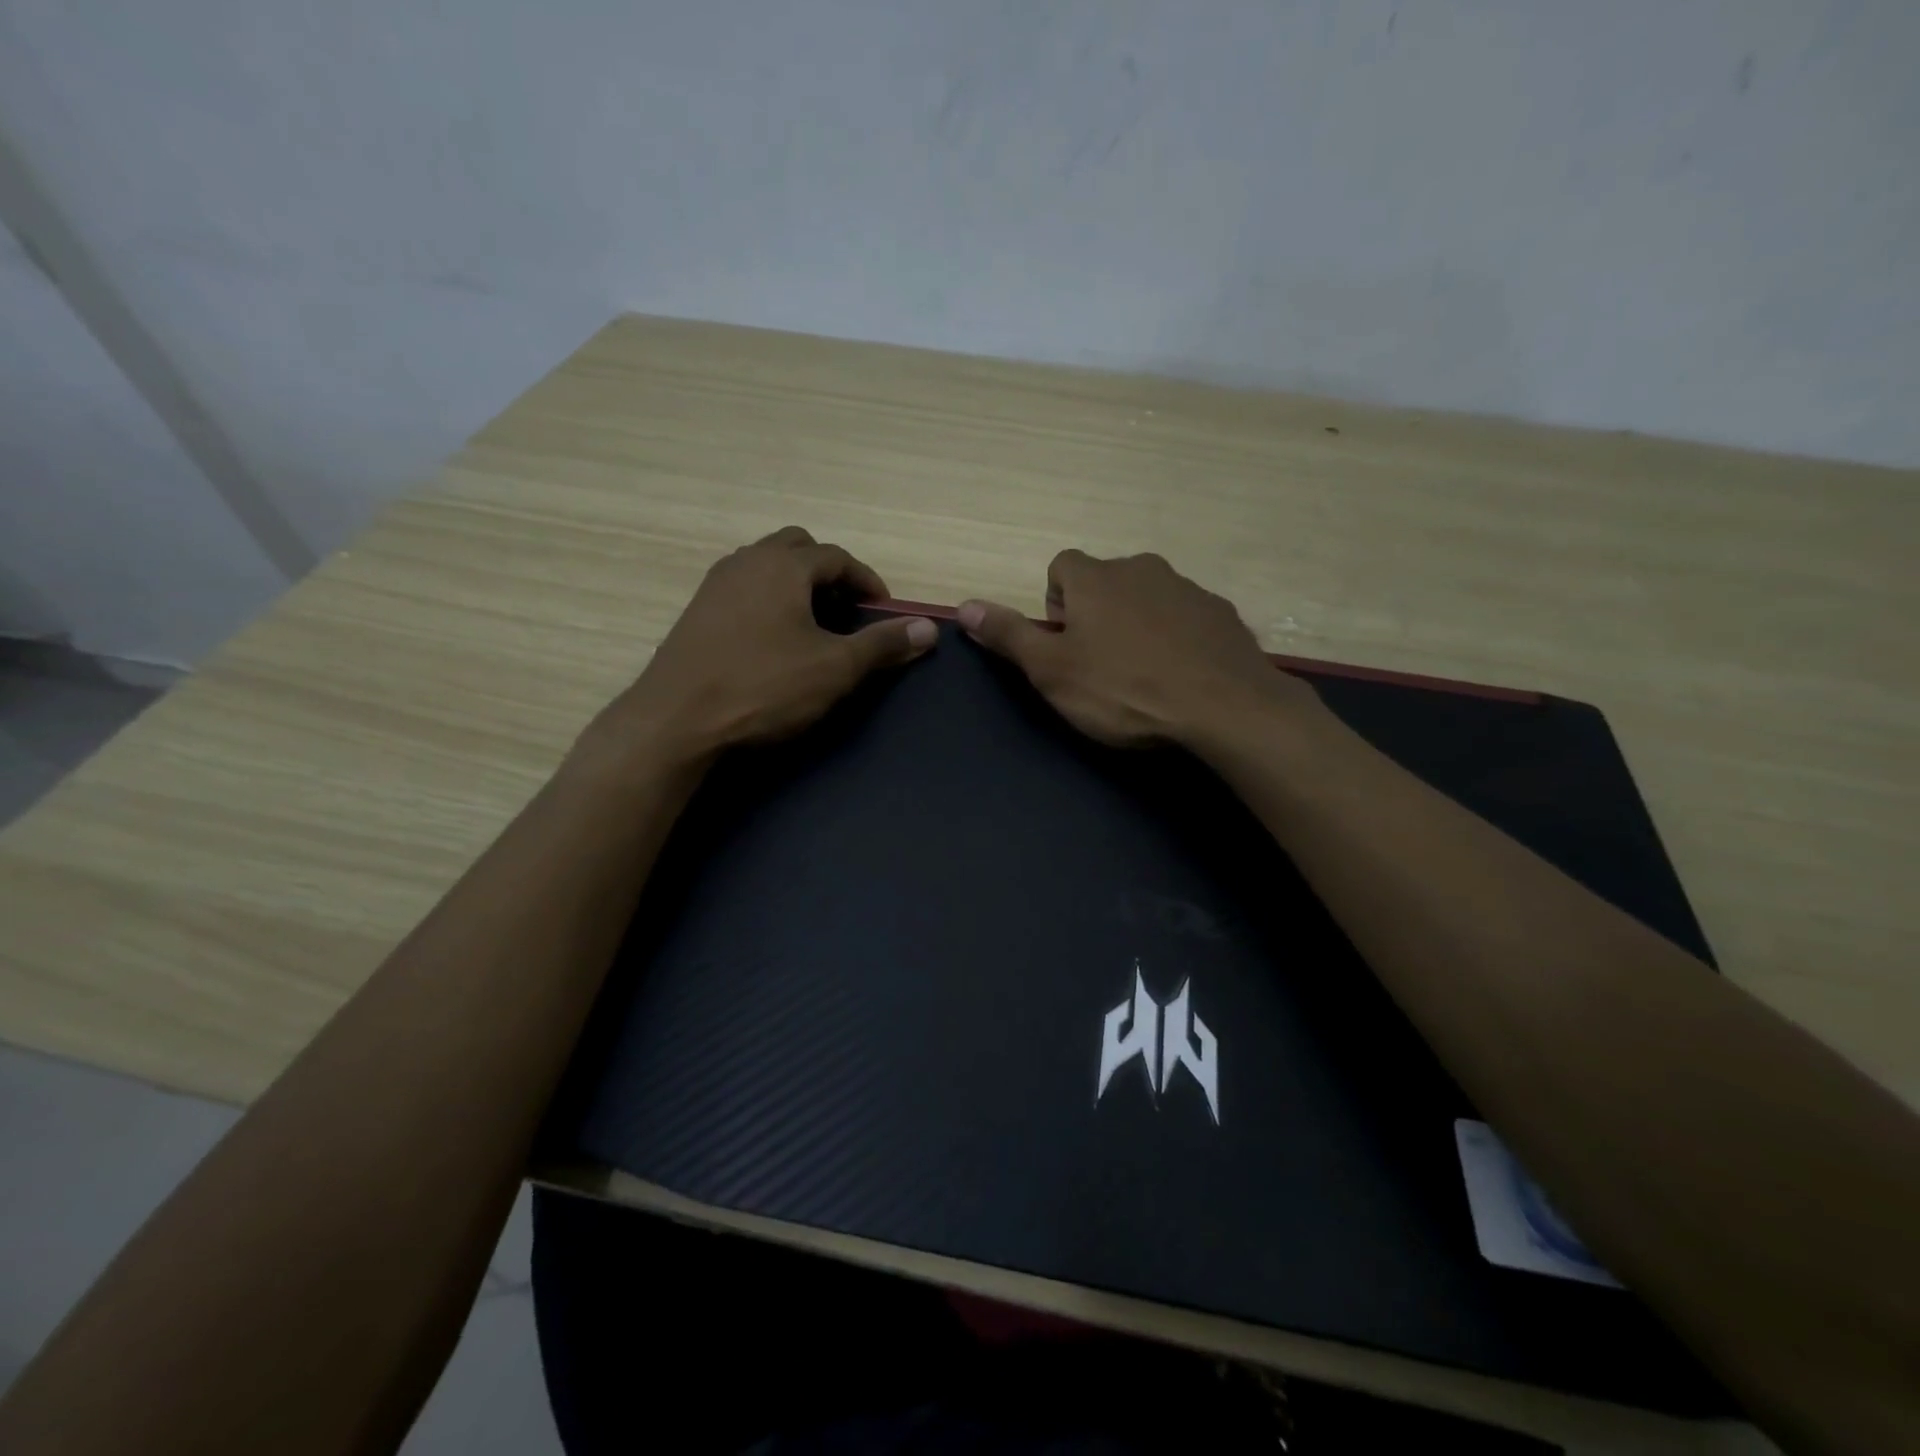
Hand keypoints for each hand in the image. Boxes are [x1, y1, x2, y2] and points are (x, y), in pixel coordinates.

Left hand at [582, 527, 935, 768]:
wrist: (676, 719)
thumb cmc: (764, 687)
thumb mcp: (835, 668)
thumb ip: (882, 644)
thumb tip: (928, 629)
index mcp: (784, 565)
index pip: (838, 557)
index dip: (867, 582)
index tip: (883, 612)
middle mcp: (747, 561)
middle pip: (799, 549)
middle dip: (829, 573)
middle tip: (846, 612)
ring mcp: (716, 584)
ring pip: (767, 566)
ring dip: (796, 585)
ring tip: (813, 625)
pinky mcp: (697, 611)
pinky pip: (744, 588)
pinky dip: (769, 600)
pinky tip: (773, 641)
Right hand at [957, 550, 1316, 748]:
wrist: (1224, 707)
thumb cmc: (1123, 689)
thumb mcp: (1052, 670)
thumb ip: (1008, 635)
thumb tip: (962, 607)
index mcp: (1096, 578)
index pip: (1061, 567)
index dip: (1055, 604)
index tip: (1064, 644)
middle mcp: (1141, 568)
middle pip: (1105, 581)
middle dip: (1095, 615)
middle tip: (1099, 666)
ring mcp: (1187, 589)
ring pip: (1147, 598)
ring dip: (1136, 626)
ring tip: (1141, 676)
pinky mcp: (1222, 614)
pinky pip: (1185, 618)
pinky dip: (1175, 639)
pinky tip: (1179, 677)